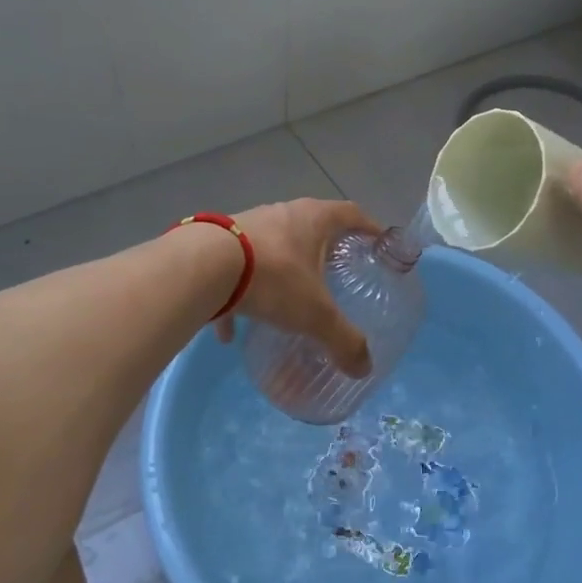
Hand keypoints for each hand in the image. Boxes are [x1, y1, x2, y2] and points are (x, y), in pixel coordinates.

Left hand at [218, 198, 380, 377]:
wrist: (202, 268)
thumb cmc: (273, 278)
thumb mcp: (315, 315)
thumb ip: (342, 341)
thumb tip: (364, 368)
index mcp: (313, 219)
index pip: (351, 214)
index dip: (369, 228)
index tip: (380, 244)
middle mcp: (282, 214)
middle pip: (312, 225)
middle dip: (325, 249)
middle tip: (336, 274)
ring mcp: (246, 226)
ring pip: (273, 247)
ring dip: (282, 270)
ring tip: (286, 300)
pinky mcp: (216, 245)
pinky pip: (235, 272)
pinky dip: (238, 298)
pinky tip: (231, 333)